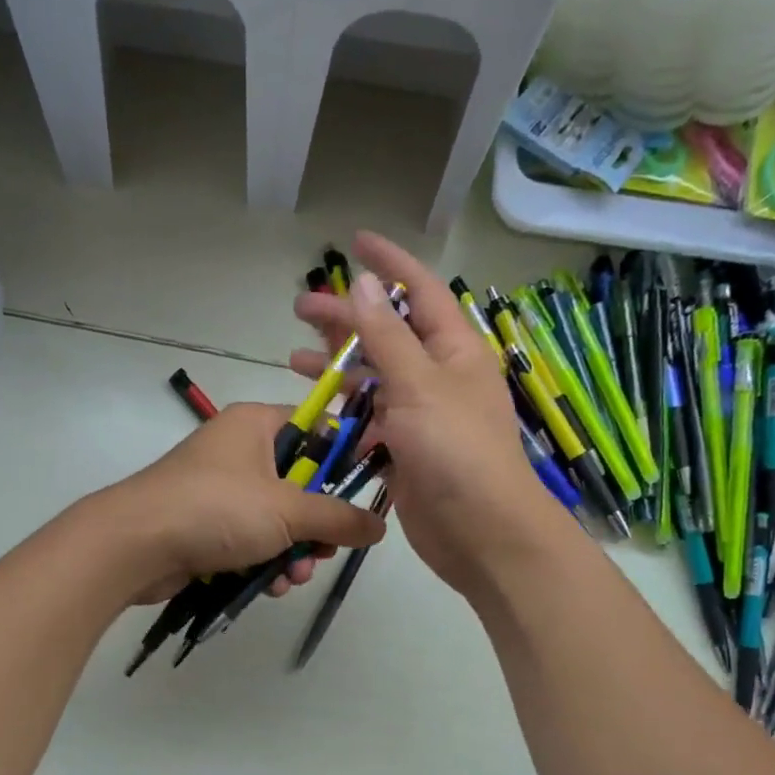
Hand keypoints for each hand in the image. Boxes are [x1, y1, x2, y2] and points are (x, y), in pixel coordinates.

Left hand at [94, 402, 387, 604]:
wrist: (134, 546)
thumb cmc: (216, 509)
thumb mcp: (287, 511)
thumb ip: (338, 518)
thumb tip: (380, 526)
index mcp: (256, 424)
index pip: (315, 427)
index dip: (343, 459)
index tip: (363, 493)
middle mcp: (238, 451)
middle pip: (299, 483)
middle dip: (315, 525)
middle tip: (324, 550)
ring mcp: (219, 490)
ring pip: (276, 519)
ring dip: (293, 551)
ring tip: (293, 576)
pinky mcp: (206, 526)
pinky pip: (250, 540)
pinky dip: (264, 562)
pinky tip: (271, 586)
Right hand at [291, 232, 567, 597]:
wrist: (480, 532)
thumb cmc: (456, 451)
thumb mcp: (418, 385)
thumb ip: (386, 335)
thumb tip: (362, 283)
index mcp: (454, 350)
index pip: (420, 291)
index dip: (389, 264)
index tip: (355, 242)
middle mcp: (439, 377)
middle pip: (388, 334)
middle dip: (347, 319)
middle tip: (301, 308)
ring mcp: (421, 416)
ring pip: (374, 379)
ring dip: (338, 367)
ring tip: (294, 358)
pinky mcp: (405, 450)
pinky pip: (369, 421)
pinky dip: (343, 413)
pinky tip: (315, 409)